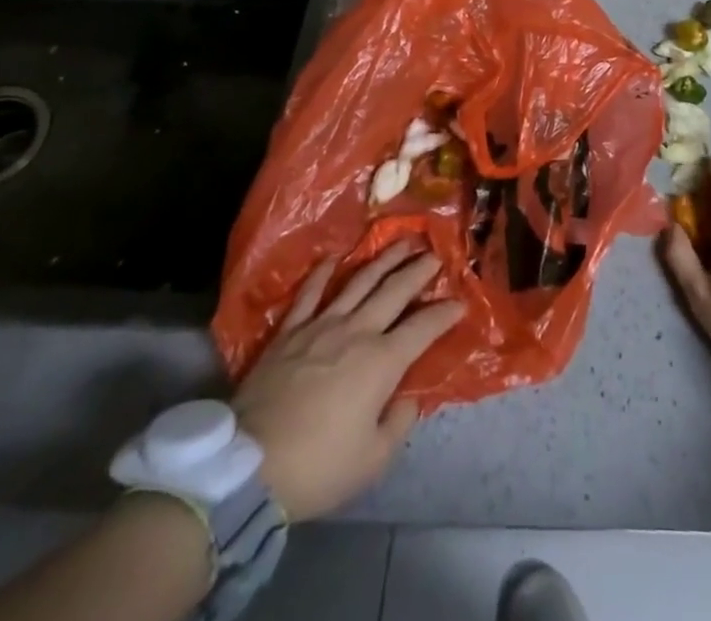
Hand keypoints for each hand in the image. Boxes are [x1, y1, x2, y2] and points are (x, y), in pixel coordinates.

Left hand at [231, 241, 463, 520]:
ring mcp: (322, 325)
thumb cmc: (318, 466)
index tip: (460, 303)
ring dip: (384, 259)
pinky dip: (324, 272)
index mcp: (382, 361)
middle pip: (395, 290)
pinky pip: (310, 293)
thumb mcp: (372, 460)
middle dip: (419, 270)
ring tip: (402, 242)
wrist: (249, 467)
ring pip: (360, 281)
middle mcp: (357, 331)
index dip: (445, 313)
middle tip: (436, 254)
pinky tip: (335, 258)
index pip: (424, 327)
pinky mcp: (290, 330)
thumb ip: (398, 423)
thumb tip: (409, 396)